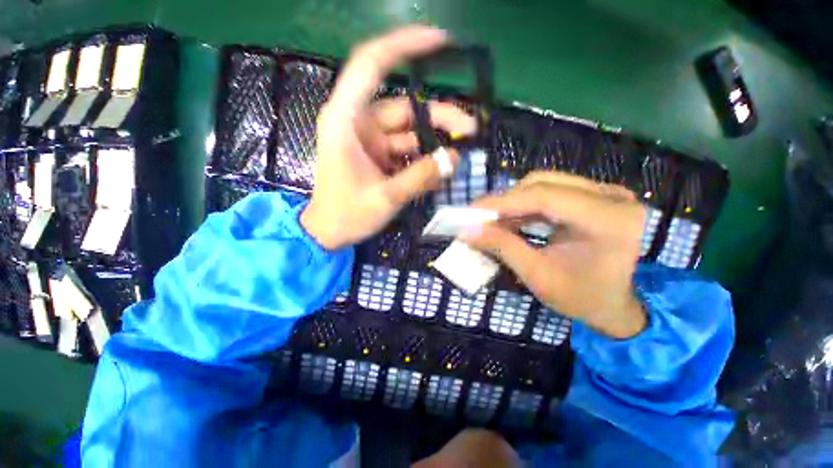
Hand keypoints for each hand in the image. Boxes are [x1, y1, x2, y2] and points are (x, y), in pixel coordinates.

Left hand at [301, 26, 475, 249]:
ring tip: (459, 153)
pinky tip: (440, 167)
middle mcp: (357, 122)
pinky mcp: (377, 155)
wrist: (329, 232)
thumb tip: (454, 158)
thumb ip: (421, 177)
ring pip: (408, 130)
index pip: (372, 65)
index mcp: (346, 120)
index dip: (404, 46)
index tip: (440, 42)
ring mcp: (369, 140)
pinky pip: (405, 149)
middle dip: (439, 116)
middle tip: (469, 130)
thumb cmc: (347, 215)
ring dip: (434, 140)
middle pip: (404, 107)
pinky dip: (423, 156)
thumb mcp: (387, 197)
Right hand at [462, 172, 647, 338]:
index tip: (472, 211)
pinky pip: (551, 191)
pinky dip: (525, 204)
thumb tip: (467, 231)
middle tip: (479, 217)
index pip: (544, 197)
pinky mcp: (594, 196)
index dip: (503, 202)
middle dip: (506, 201)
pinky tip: (511, 219)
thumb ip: (502, 248)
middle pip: (543, 183)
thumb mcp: (538, 276)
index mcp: (608, 220)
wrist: (618, 304)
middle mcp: (611, 197)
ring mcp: (605, 193)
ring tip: (491, 220)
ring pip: (545, 184)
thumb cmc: (583, 297)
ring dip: (513, 201)